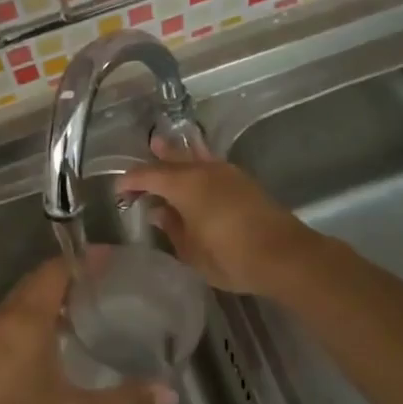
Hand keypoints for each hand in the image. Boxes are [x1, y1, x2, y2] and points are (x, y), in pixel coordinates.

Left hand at [0, 258, 172, 403]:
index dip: (83, 261)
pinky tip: (55, 345)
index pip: (54, 273)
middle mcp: (0, 323)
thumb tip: (169, 392)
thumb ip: (127, 400)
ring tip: (86, 310)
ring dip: (49, 300)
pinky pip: (8, 325)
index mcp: (25, 324)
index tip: (112, 259)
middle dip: (68, 278)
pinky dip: (33, 321)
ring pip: (19, 305)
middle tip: (106, 283)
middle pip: (35, 284)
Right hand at [116, 138, 322, 296]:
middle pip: (171, 160)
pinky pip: (211, 164)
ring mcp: (226, 173)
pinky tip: (196, 168)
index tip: (118, 190)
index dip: (130, 181)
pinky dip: (197, 163)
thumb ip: (172, 227)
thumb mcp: (191, 251)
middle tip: (137, 168)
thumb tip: (158, 211)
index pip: (148, 175)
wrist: (284, 257)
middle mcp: (204, 170)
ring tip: (161, 146)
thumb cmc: (230, 257)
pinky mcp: (243, 182)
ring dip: (176, 155)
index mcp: (184, 185)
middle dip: (152, 163)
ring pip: (194, 157)